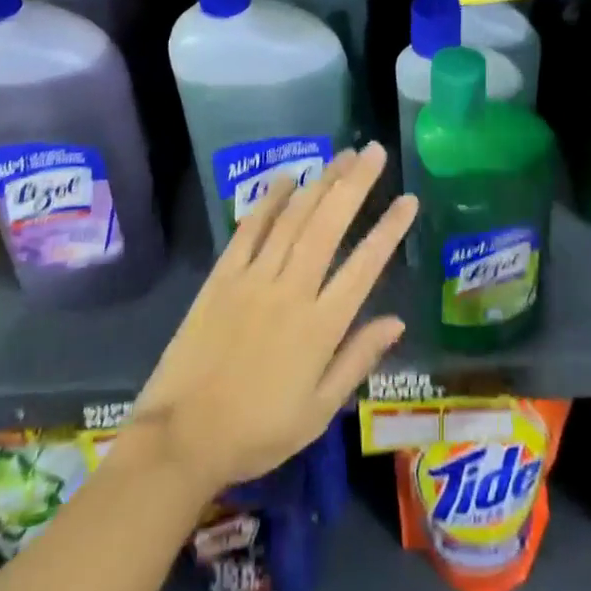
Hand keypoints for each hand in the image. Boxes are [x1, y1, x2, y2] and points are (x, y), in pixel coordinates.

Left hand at [129, 143, 416, 496]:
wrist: (181, 439)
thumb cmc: (257, 431)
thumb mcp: (317, 412)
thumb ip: (357, 360)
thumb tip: (397, 321)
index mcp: (320, 327)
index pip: (364, 266)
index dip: (389, 230)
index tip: (409, 199)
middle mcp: (291, 290)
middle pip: (328, 225)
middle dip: (355, 184)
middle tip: (374, 151)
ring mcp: (254, 278)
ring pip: (294, 218)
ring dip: (320, 182)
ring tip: (342, 155)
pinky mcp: (223, 275)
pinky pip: (250, 229)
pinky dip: (269, 200)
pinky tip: (286, 177)